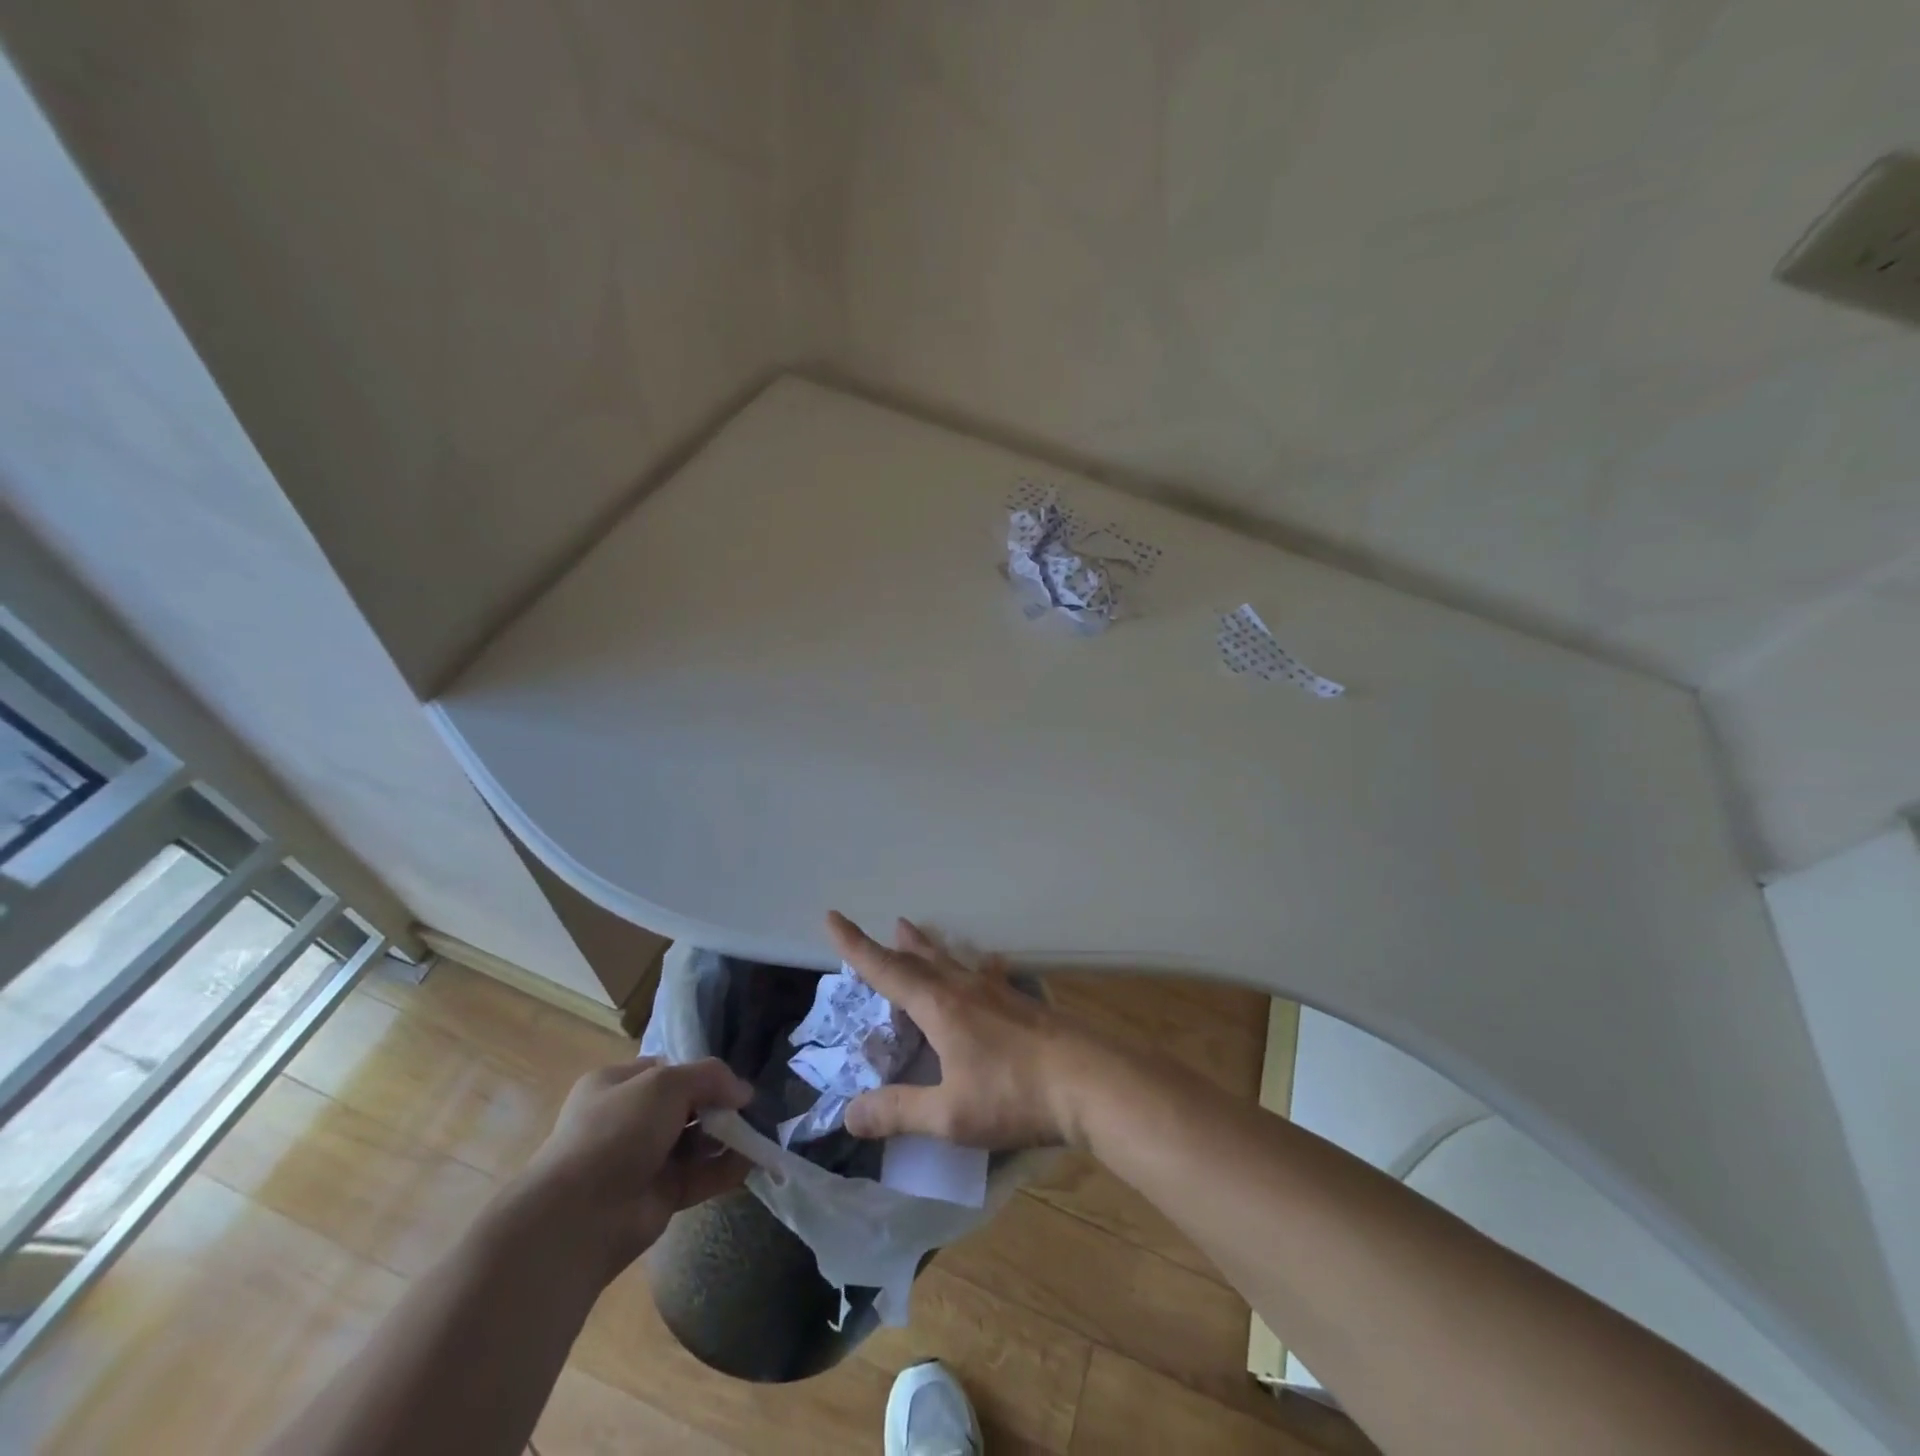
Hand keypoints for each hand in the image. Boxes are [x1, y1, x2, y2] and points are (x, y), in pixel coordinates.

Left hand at [517, 1057, 753, 1281]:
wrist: (578, 1217)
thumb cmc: (616, 1131)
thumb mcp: (665, 1083)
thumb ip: (710, 1077)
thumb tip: (745, 1091)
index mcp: (616, 1086)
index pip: (666, 1070)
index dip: (700, 1072)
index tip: (732, 1080)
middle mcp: (628, 1121)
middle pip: (685, 1106)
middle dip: (719, 1106)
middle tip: (751, 1109)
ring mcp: (643, 1161)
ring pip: (694, 1142)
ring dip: (726, 1137)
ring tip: (759, 1132)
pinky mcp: (659, 1196)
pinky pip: (699, 1176)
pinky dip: (724, 1169)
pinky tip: (751, 1161)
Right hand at [827, 911, 1101, 1148]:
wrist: (1089, 1081)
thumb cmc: (1014, 1095)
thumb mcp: (949, 1115)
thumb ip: (899, 1112)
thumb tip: (848, 1114)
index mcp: (941, 1007)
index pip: (887, 969)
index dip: (856, 946)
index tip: (833, 917)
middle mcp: (966, 989)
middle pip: (922, 959)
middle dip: (895, 946)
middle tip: (884, 928)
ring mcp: (999, 993)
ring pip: (954, 961)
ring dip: (930, 948)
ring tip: (916, 933)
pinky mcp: (1024, 1004)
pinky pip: (986, 975)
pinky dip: (973, 968)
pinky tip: (989, 971)